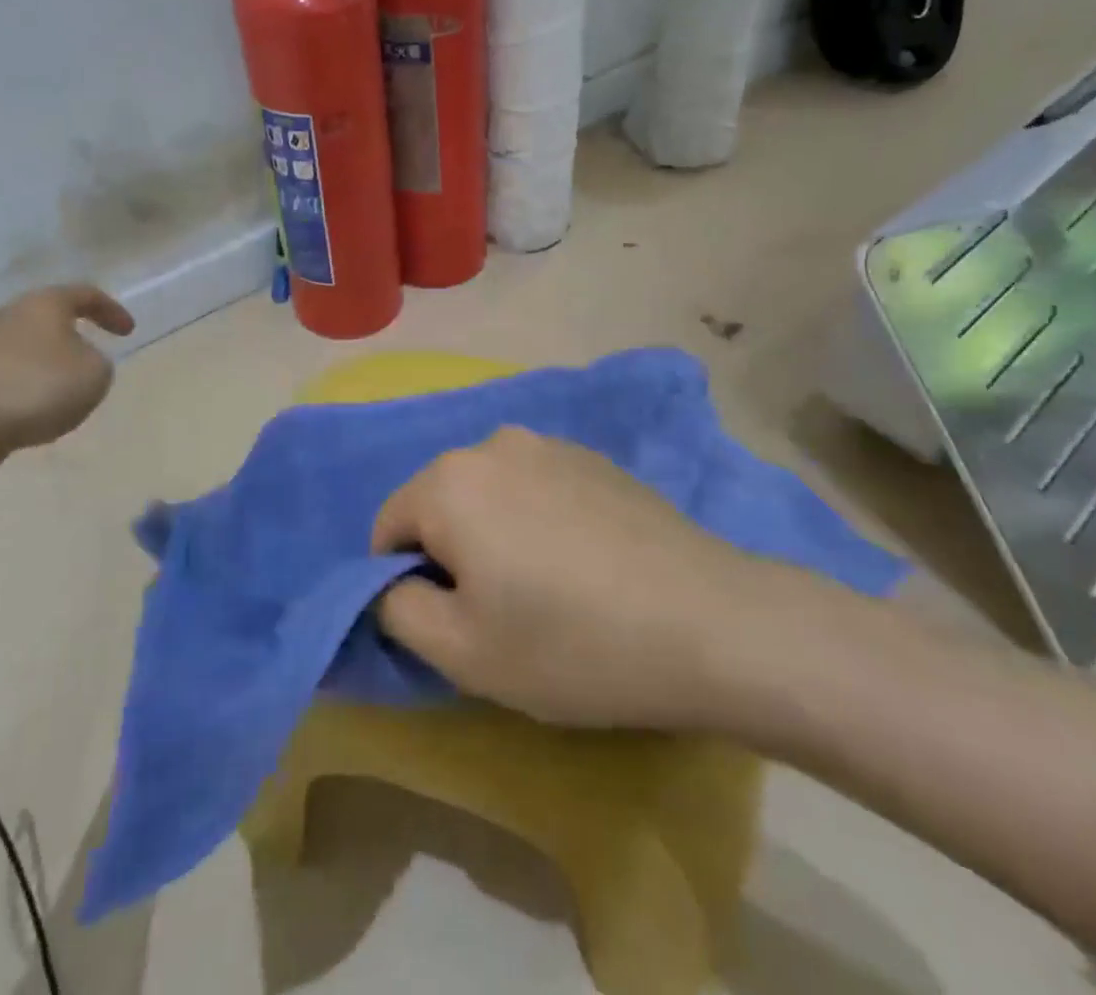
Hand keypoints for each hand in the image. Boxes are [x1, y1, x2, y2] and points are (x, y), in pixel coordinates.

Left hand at [0, 283, 133, 454]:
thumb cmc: (35, 389)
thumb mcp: (95, 375)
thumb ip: (98, 363)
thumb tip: (78, 362)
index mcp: (43, 304)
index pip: (84, 294)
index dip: (111, 311)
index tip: (128, 332)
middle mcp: (6, 317)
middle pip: (47, 320)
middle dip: (72, 339)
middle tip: (92, 363)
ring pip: (22, 351)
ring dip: (44, 369)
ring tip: (61, 399)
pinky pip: (1, 379)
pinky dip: (21, 392)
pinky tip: (28, 417)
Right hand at [373, 426, 771, 730]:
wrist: (706, 621)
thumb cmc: (569, 643)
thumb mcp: (461, 653)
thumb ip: (397, 611)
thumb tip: (393, 584)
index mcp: (449, 480)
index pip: (389, 527)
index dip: (403, 581)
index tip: (449, 624)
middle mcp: (493, 444)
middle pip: (440, 502)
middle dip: (450, 553)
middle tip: (496, 612)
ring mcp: (550, 444)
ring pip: (490, 493)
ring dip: (495, 534)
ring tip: (544, 588)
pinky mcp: (594, 457)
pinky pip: (536, 487)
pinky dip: (537, 520)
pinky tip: (583, 564)